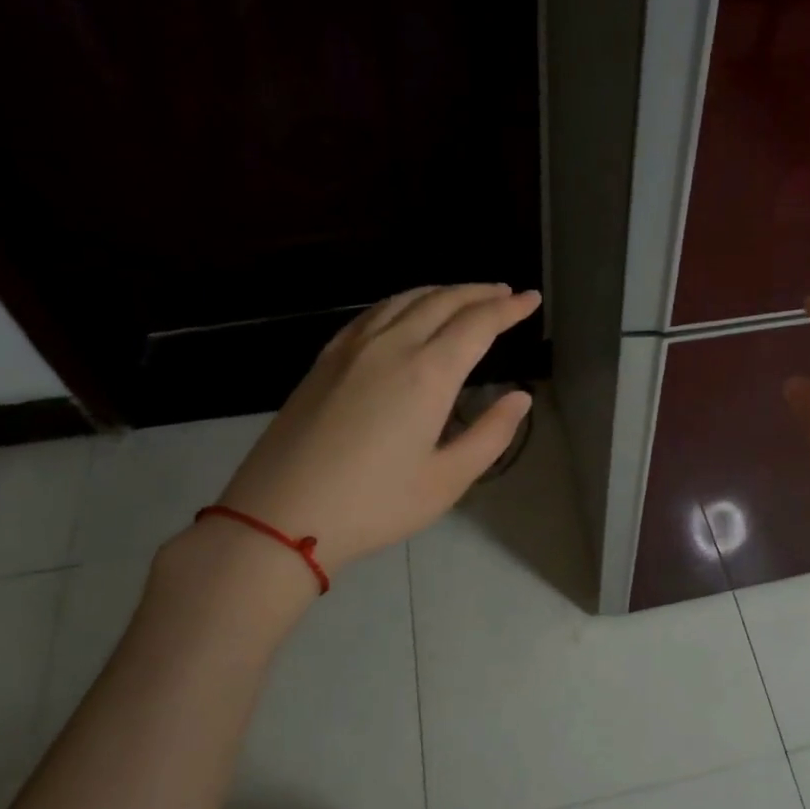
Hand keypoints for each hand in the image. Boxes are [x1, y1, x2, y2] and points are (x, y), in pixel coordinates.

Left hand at [212, 284, 539, 576]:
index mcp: (428, 374)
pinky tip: (406, 312)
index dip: (508, 309)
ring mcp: (352, 349)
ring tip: (465, 296)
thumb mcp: (447, 481)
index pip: (478, 324)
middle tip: (506, 293)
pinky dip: (403, 302)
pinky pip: (373, 313)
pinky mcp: (325, 360)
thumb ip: (490, 435)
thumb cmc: (373, 505)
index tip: (531, 300)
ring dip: (442, 292)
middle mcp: (392, 347)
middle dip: (480, 293)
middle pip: (443, 301)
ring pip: (405, 300)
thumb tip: (520, 398)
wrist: (278, 516)